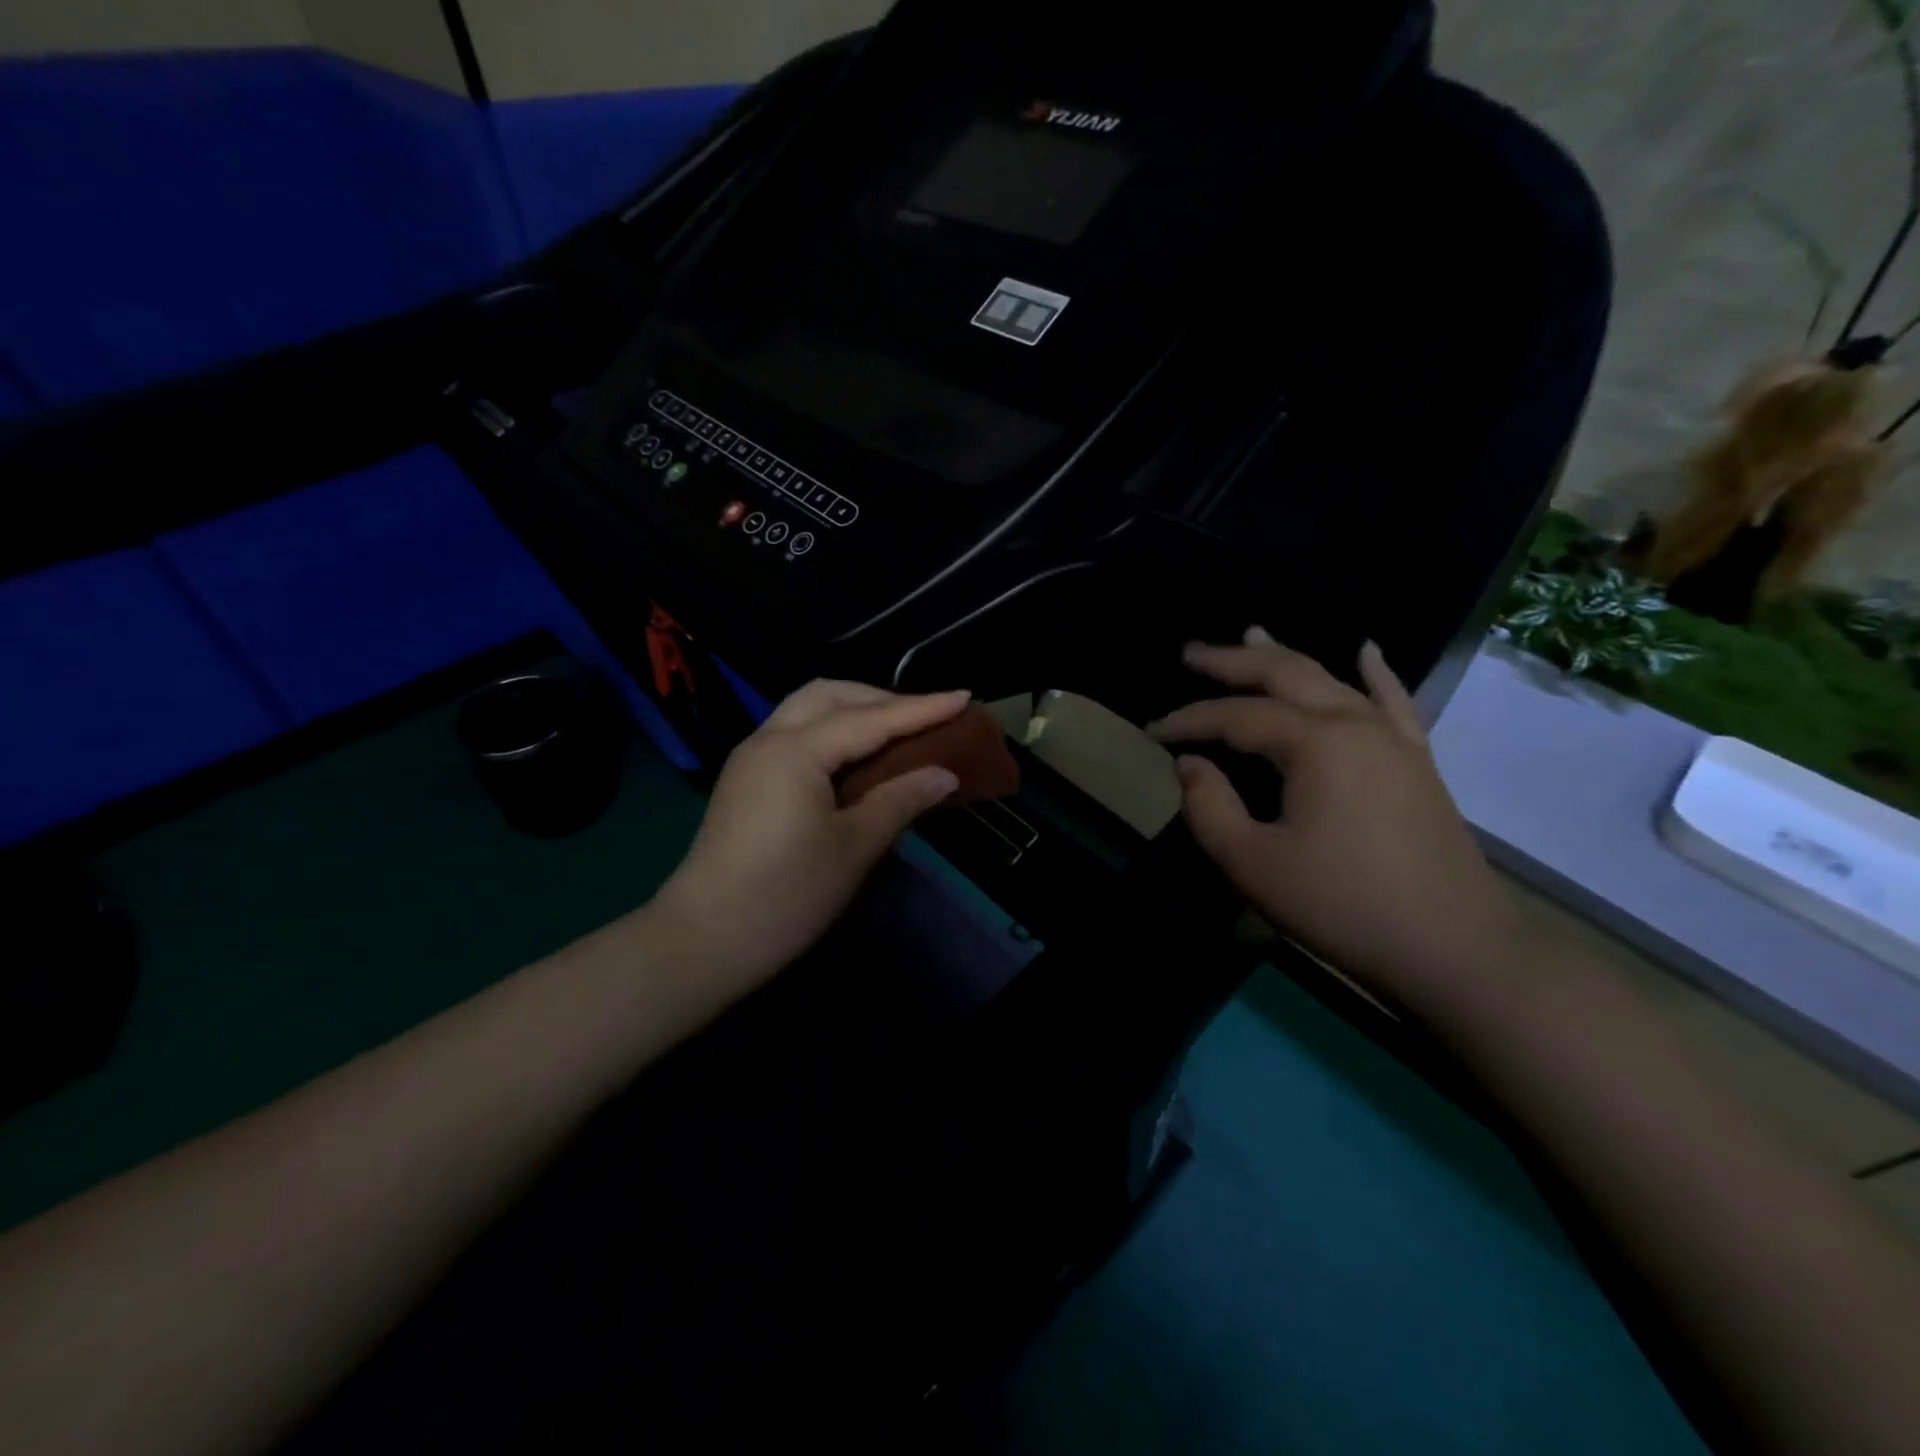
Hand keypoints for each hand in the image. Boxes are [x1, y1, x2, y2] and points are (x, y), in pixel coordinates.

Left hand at [652, 680, 968, 990]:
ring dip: (855, 709)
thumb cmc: (786, 895)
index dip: (921, 708)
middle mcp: (769, 738)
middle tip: (928, 716)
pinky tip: (858, 756)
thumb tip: (945, 774)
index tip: (965, 696)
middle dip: (883, 698)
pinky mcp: (746, 779)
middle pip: (831, 695)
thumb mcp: (853, 848)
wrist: (703, 941)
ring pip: (808, 709)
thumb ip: (900, 800)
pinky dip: (833, 731)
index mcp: (796, 750)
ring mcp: (751, 758)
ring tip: (898, 730)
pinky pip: (796, 733)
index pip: (870, 718)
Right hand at [1151, 631, 1529, 1016]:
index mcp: (1315, 743)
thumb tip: (1190, 764)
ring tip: (1252, 634)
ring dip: (1285, 657)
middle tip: (1190, 653)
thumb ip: (1209, 808)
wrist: (1454, 948)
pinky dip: (1376, 672)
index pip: (1236, 716)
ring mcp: (1393, 738)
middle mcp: (1355, 723)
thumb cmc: (1343, 905)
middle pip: (1284, 675)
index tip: (1153, 730)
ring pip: (1331, 679)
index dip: (1189, 720)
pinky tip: (1367, 649)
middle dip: (1231, 662)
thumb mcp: (1253, 864)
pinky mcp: (1417, 760)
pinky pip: (1393, 700)